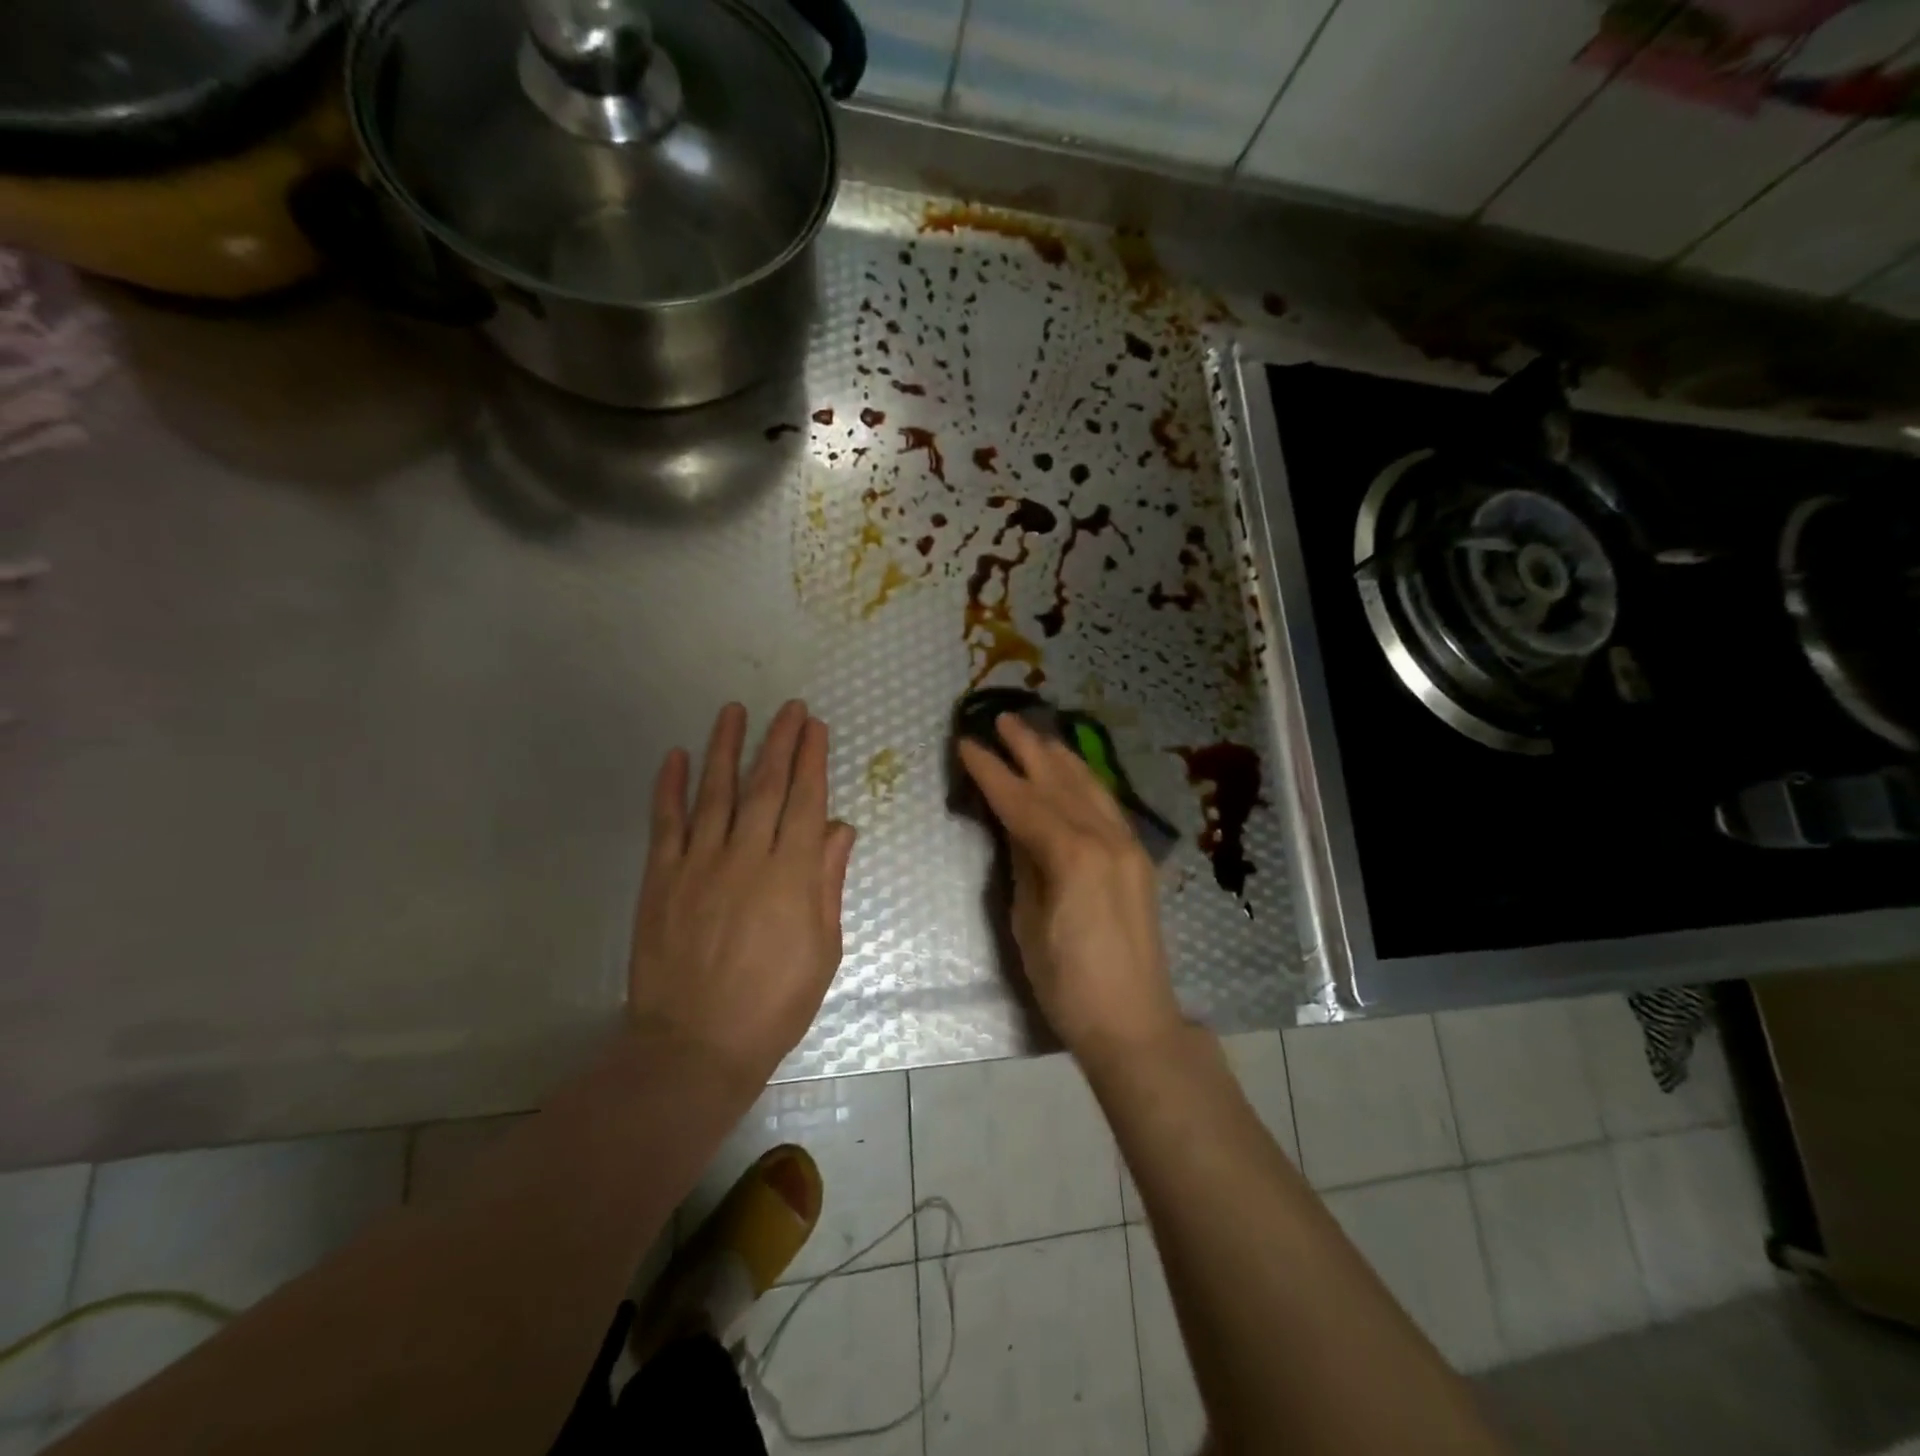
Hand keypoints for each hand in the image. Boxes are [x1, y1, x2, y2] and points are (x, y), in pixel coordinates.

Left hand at [628, 701, 857, 1089]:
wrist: (695, 1047)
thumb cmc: (774, 1004)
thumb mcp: (823, 949)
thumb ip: (828, 882)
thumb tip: (839, 829)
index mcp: (792, 873)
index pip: (806, 800)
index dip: (812, 760)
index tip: (815, 727)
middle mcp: (746, 855)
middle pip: (765, 785)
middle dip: (779, 741)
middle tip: (789, 707)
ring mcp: (699, 863)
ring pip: (714, 792)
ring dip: (725, 748)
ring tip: (733, 710)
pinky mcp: (661, 879)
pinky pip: (665, 823)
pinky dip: (669, 787)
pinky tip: (674, 757)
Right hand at [958, 714, 1182, 1062]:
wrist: (1133, 1020)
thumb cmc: (1067, 982)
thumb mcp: (1028, 922)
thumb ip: (1023, 864)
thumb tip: (1014, 827)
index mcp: (1072, 855)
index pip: (1022, 801)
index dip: (991, 772)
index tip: (967, 744)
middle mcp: (1105, 838)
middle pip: (1059, 781)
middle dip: (1028, 748)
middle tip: (1002, 719)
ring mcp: (1128, 846)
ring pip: (1089, 787)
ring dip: (1060, 758)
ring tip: (1036, 735)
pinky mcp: (1138, 858)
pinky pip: (1107, 806)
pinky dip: (1085, 782)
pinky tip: (1074, 773)